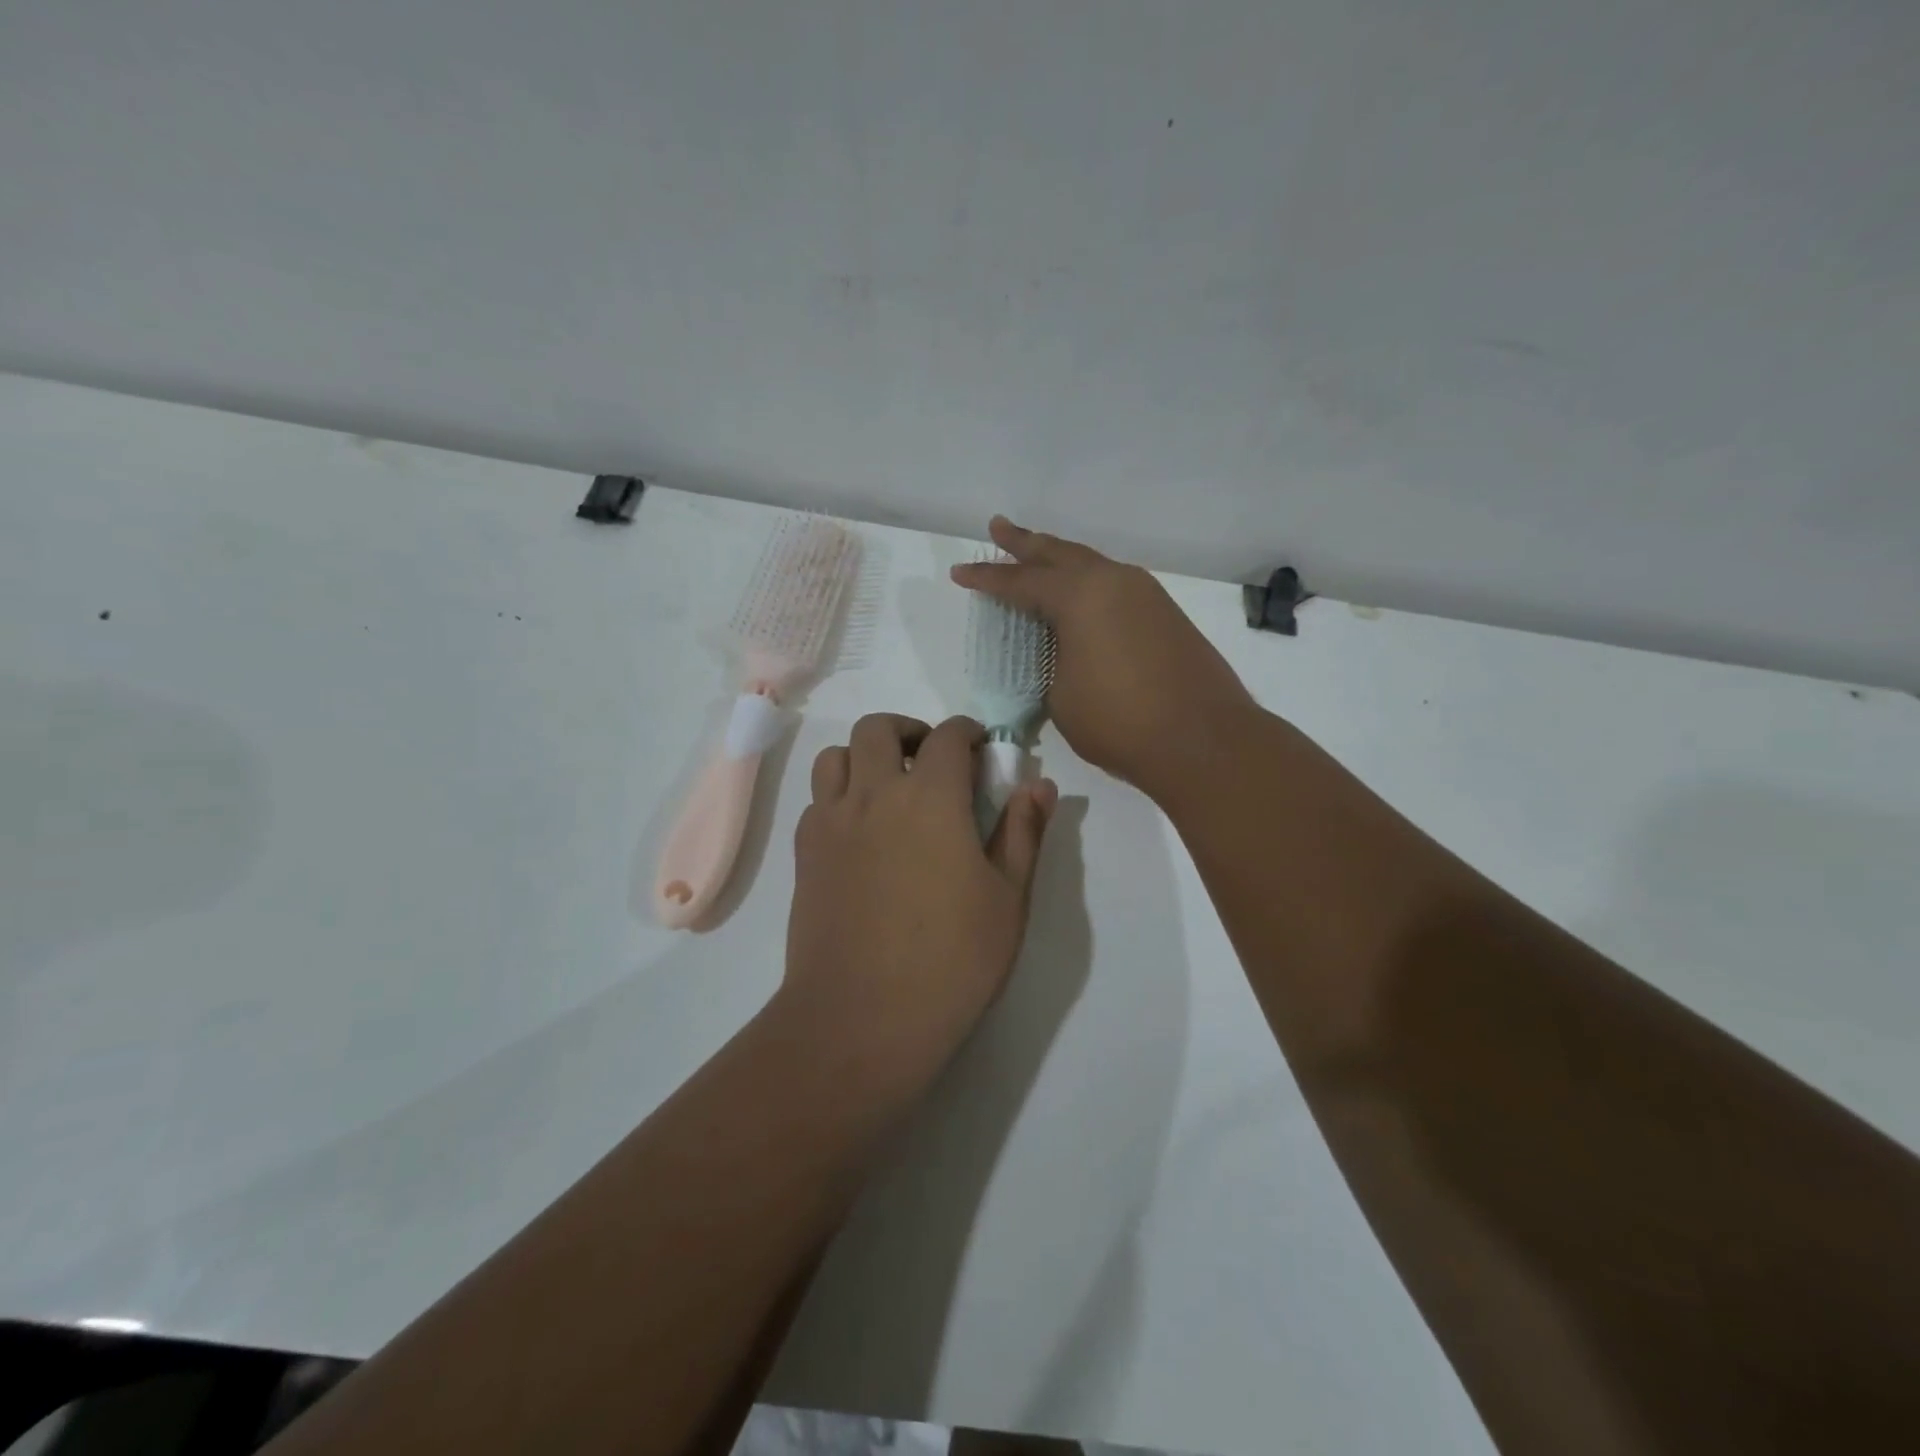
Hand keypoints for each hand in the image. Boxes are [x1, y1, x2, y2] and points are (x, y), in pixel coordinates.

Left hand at [781, 713, 1056, 1085]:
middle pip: (877, 728)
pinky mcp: (804, 854)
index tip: (980, 748)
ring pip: (835, 756)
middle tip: (931, 761)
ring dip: (863, 756)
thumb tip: (1039, 784)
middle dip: (909, 731)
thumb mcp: (1007, 898)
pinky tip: (860, 833)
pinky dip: (839, 796)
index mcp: (930, 798)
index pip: (947, 737)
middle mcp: (873, 794)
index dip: (967, 732)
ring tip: (888, 788)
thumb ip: (1023, 832)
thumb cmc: (950, 960)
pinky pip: (816, 801)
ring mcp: (831, 822)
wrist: (861, 1018)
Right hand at [950, 517, 1259, 801]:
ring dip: (1061, 559)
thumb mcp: (1062, 696)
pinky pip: (1115, 585)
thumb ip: (1054, 662)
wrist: (1204, 740)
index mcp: (1079, 596)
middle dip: (1025, 543)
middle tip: (999, 527)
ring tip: (1038, 555)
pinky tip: (1082, 594)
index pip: (1020, 582)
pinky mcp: (1166, 615)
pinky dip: (1089, 583)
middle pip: (1059, 554)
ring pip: (1092, 565)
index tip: (960, 572)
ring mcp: (1146, 595)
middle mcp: (1113, 582)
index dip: (987, 579)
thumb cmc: (1120, 721)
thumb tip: (1064, 652)